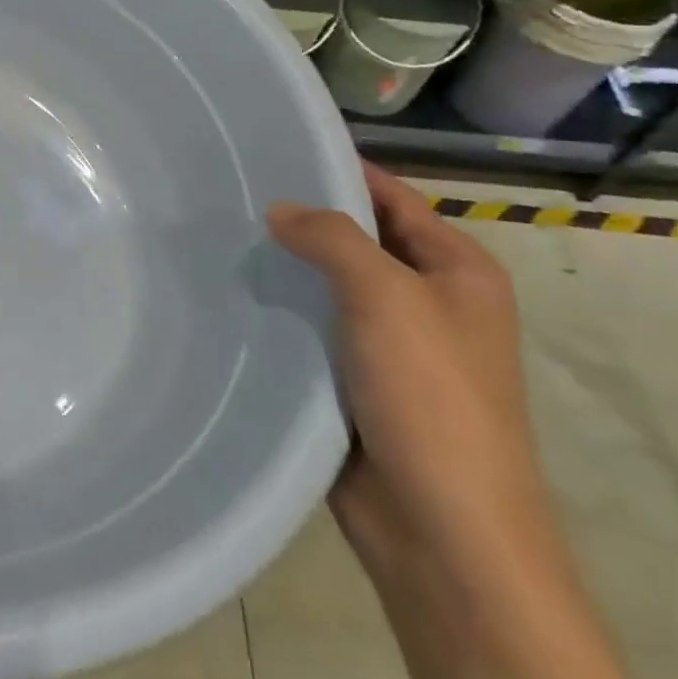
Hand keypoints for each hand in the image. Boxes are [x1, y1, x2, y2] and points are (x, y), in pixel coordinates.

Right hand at [269, 164, 665, 678]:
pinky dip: (280, 310)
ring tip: (220, 235)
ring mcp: (390, 343)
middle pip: (356, 238)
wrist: (442, 532)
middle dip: (302, 217)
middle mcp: (427, 299)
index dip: (338, 169)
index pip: (390, 196)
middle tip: (231, 191)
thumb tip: (279, 210)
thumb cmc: (431, 398)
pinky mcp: (355, 379)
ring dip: (286, 265)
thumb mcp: (387, 297)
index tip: (272, 147)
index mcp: (457, 270)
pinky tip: (232, 293)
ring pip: (328, 285)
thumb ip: (332, 238)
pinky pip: (313, 328)